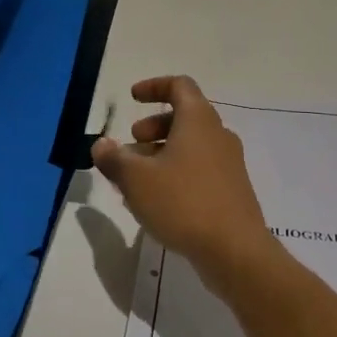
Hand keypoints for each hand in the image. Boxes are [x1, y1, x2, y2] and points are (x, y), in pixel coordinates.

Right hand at [92, 76, 276, 296]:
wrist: (235, 250)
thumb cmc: (183, 203)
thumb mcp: (136, 179)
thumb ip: (114, 158)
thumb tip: (101, 145)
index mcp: (198, 120)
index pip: (179, 85)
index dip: (154, 86)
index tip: (132, 98)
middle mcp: (218, 135)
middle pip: (184, 116)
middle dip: (152, 127)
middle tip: (130, 146)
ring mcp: (229, 164)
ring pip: (191, 146)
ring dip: (161, 153)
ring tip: (135, 180)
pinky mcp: (232, 190)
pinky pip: (199, 169)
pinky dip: (176, 173)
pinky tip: (157, 202)